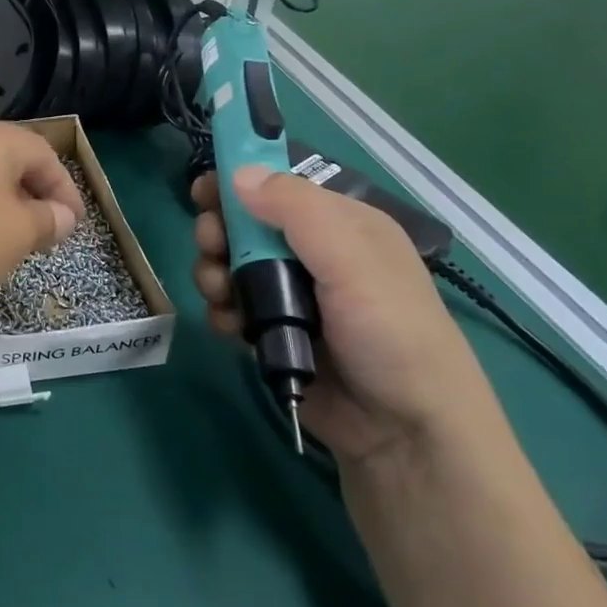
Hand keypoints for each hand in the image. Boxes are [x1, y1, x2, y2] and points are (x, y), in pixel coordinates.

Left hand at [0, 120, 83, 312]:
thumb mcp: (18, 235)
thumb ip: (47, 221)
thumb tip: (61, 216)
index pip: (47, 157)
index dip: (67, 192)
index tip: (75, 226)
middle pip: (13, 162)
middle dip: (35, 197)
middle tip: (47, 233)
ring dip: (3, 206)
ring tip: (11, 242)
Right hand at [192, 166, 498, 467]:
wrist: (403, 434)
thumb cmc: (390, 334)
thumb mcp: (352, 260)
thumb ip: (296, 210)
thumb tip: (238, 173)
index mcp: (340, 226)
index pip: (279, 186)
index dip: (239, 181)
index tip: (202, 189)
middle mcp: (313, 254)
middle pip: (245, 224)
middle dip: (219, 231)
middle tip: (210, 245)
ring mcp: (291, 296)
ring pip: (230, 265)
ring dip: (214, 273)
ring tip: (220, 294)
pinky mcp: (272, 333)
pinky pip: (231, 307)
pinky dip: (221, 311)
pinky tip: (229, 327)